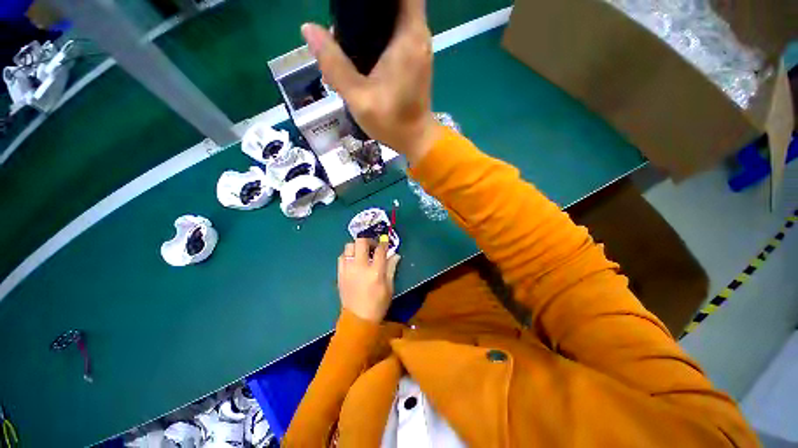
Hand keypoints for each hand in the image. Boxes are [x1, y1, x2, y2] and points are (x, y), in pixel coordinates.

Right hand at [301, 0, 440, 164]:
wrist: (416, 139)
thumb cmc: (392, 122)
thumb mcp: (358, 97)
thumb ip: (334, 64)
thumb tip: (308, 29)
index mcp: (408, 37)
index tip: (355, 3)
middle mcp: (418, 35)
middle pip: (396, 1)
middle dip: (369, 4)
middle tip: (344, 18)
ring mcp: (419, 47)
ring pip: (396, 15)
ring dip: (374, 17)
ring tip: (348, 32)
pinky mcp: (416, 59)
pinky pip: (398, 32)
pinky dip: (381, 31)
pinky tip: (363, 47)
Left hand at [337, 238, 400, 322]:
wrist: (358, 319)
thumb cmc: (378, 304)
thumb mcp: (389, 287)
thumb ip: (391, 268)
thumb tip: (395, 255)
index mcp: (375, 272)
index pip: (380, 250)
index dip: (384, 243)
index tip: (385, 242)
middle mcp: (360, 267)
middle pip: (361, 242)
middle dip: (368, 240)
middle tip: (373, 247)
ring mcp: (348, 269)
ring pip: (349, 246)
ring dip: (357, 246)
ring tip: (362, 253)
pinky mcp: (340, 274)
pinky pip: (342, 257)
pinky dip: (348, 254)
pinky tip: (353, 261)